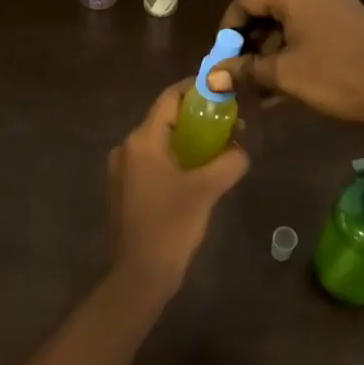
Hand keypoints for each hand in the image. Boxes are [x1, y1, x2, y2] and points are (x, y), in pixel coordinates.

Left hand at [107, 80, 249, 299]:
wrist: (140, 275)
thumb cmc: (171, 225)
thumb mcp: (207, 189)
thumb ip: (229, 162)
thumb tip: (241, 150)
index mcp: (142, 140)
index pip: (170, 98)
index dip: (195, 89)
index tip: (221, 88)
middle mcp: (127, 147)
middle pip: (165, 118)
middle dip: (197, 116)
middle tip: (228, 121)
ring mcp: (122, 169)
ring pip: (160, 141)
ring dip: (188, 139)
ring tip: (218, 146)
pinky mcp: (125, 189)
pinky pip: (153, 160)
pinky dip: (176, 157)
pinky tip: (198, 171)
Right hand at [208, 0, 363, 131]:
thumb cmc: (338, 78)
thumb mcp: (286, 76)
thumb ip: (245, 72)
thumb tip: (211, 78)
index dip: (228, 26)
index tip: (223, 57)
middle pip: (270, 9)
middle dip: (251, 43)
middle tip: (241, 75)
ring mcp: (339, 5)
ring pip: (292, 23)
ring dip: (273, 52)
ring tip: (263, 88)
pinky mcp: (354, 22)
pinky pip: (313, 30)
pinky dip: (296, 51)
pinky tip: (289, 83)